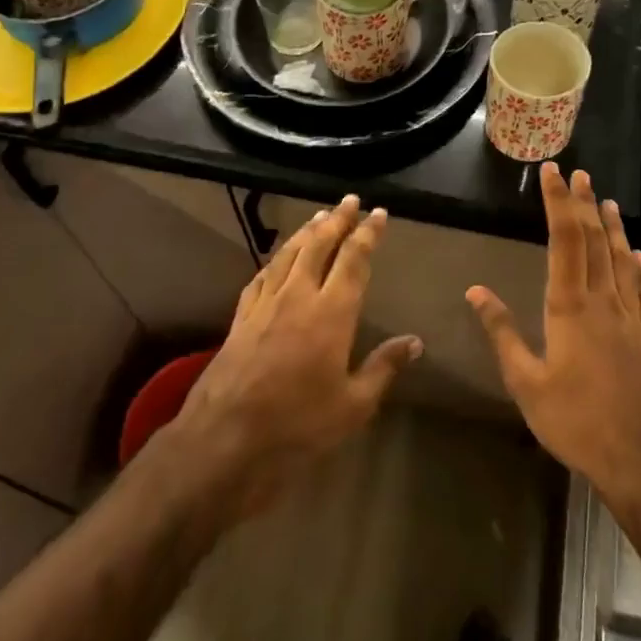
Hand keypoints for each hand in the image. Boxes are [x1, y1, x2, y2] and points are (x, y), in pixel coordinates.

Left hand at [168, 195, 420, 512]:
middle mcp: (298, 296)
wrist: (225, 439)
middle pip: (319, 246)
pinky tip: (278, 258)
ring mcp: (265, 305)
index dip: (368, 234)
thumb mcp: (353, 405)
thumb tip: (415, 342)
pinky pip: (261, 276)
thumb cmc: (298, 425)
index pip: (354, 260)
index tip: (379, 214)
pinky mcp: (241, 318)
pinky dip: (275, 260)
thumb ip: (384, 368)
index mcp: (331, 313)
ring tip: (319, 216)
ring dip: (306, 232)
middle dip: (337, 220)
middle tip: (349, 201)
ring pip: (288, 255)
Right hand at [468, 165, 640, 499]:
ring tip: (608, 202)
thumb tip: (475, 290)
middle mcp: (603, 301)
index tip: (552, 173)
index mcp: (570, 306)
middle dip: (585, 204)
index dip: (558, 203)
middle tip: (580, 174)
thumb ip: (502, 333)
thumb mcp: (525, 381)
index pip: (564, 240)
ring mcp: (629, 318)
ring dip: (614, 228)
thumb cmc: (575, 419)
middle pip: (595, 241)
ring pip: (622, 260)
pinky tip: (640, 257)